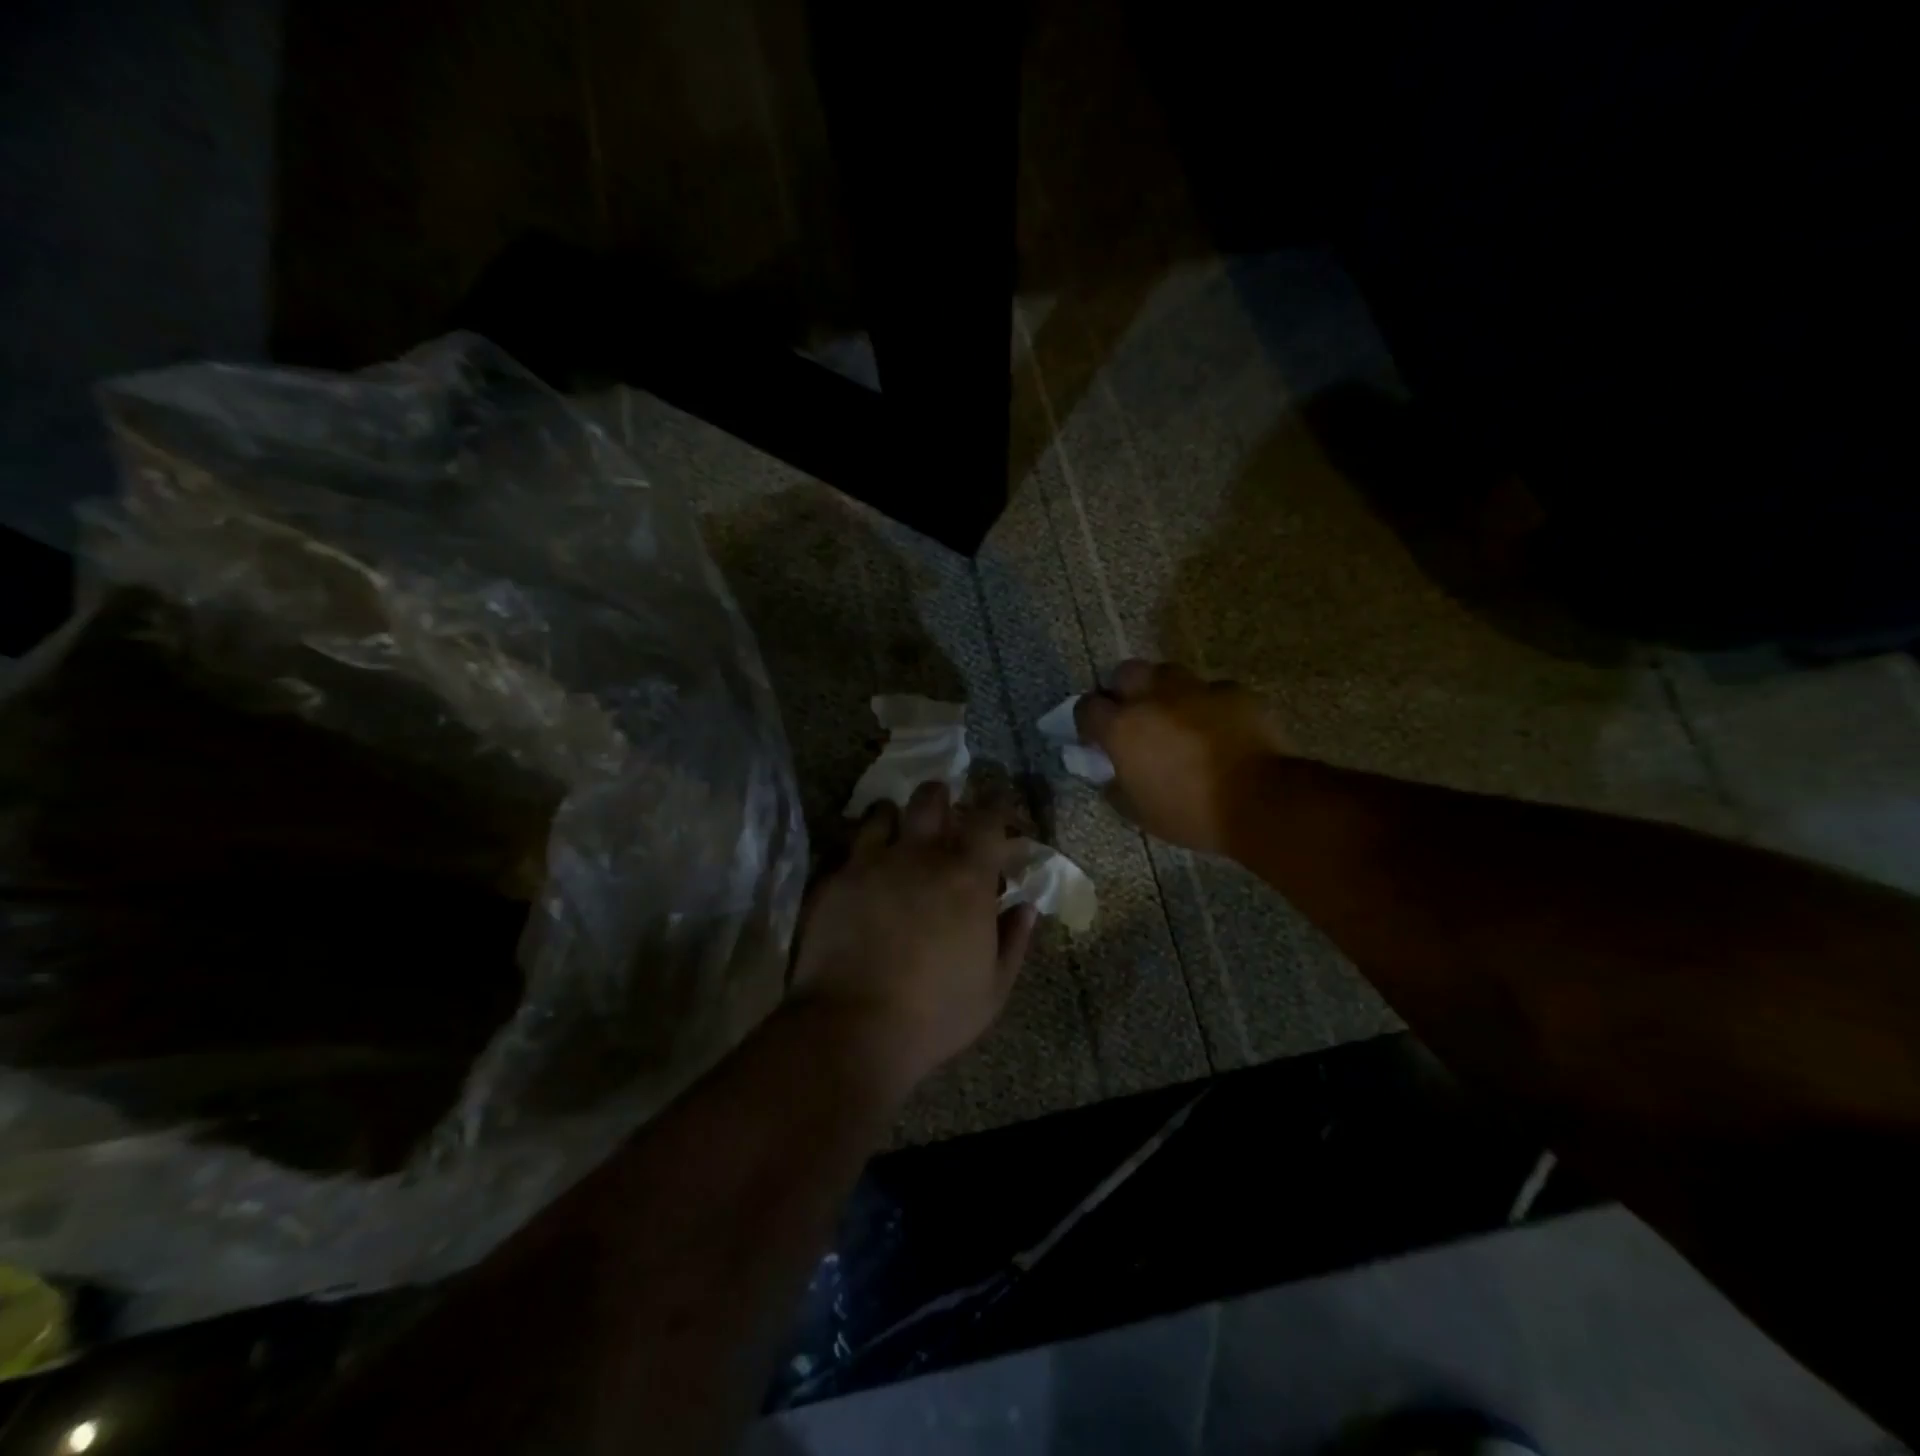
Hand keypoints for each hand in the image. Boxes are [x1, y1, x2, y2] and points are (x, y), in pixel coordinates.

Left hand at [791, 782, 1037, 1095]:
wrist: (852, 1029)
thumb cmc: (935, 1014)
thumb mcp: (993, 989)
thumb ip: (1014, 940)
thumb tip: (1026, 907)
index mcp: (966, 876)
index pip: (988, 818)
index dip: (998, 807)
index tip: (1000, 811)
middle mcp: (919, 855)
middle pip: (931, 798)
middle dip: (942, 798)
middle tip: (944, 815)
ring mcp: (871, 863)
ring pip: (883, 812)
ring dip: (896, 818)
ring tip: (897, 837)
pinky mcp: (834, 879)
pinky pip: (849, 847)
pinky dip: (861, 850)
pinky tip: (863, 871)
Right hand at [1075, 660, 1290, 856]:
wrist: (1261, 801)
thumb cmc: (1191, 813)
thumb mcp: (1140, 813)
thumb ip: (1117, 788)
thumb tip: (1111, 777)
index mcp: (1123, 727)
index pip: (1087, 708)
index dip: (1087, 721)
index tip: (1095, 738)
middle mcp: (1153, 697)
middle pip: (1125, 673)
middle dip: (1123, 689)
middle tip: (1133, 714)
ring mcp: (1196, 689)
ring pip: (1168, 673)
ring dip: (1164, 690)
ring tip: (1174, 715)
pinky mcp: (1233, 691)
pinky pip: (1211, 690)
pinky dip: (1207, 704)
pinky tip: (1217, 727)